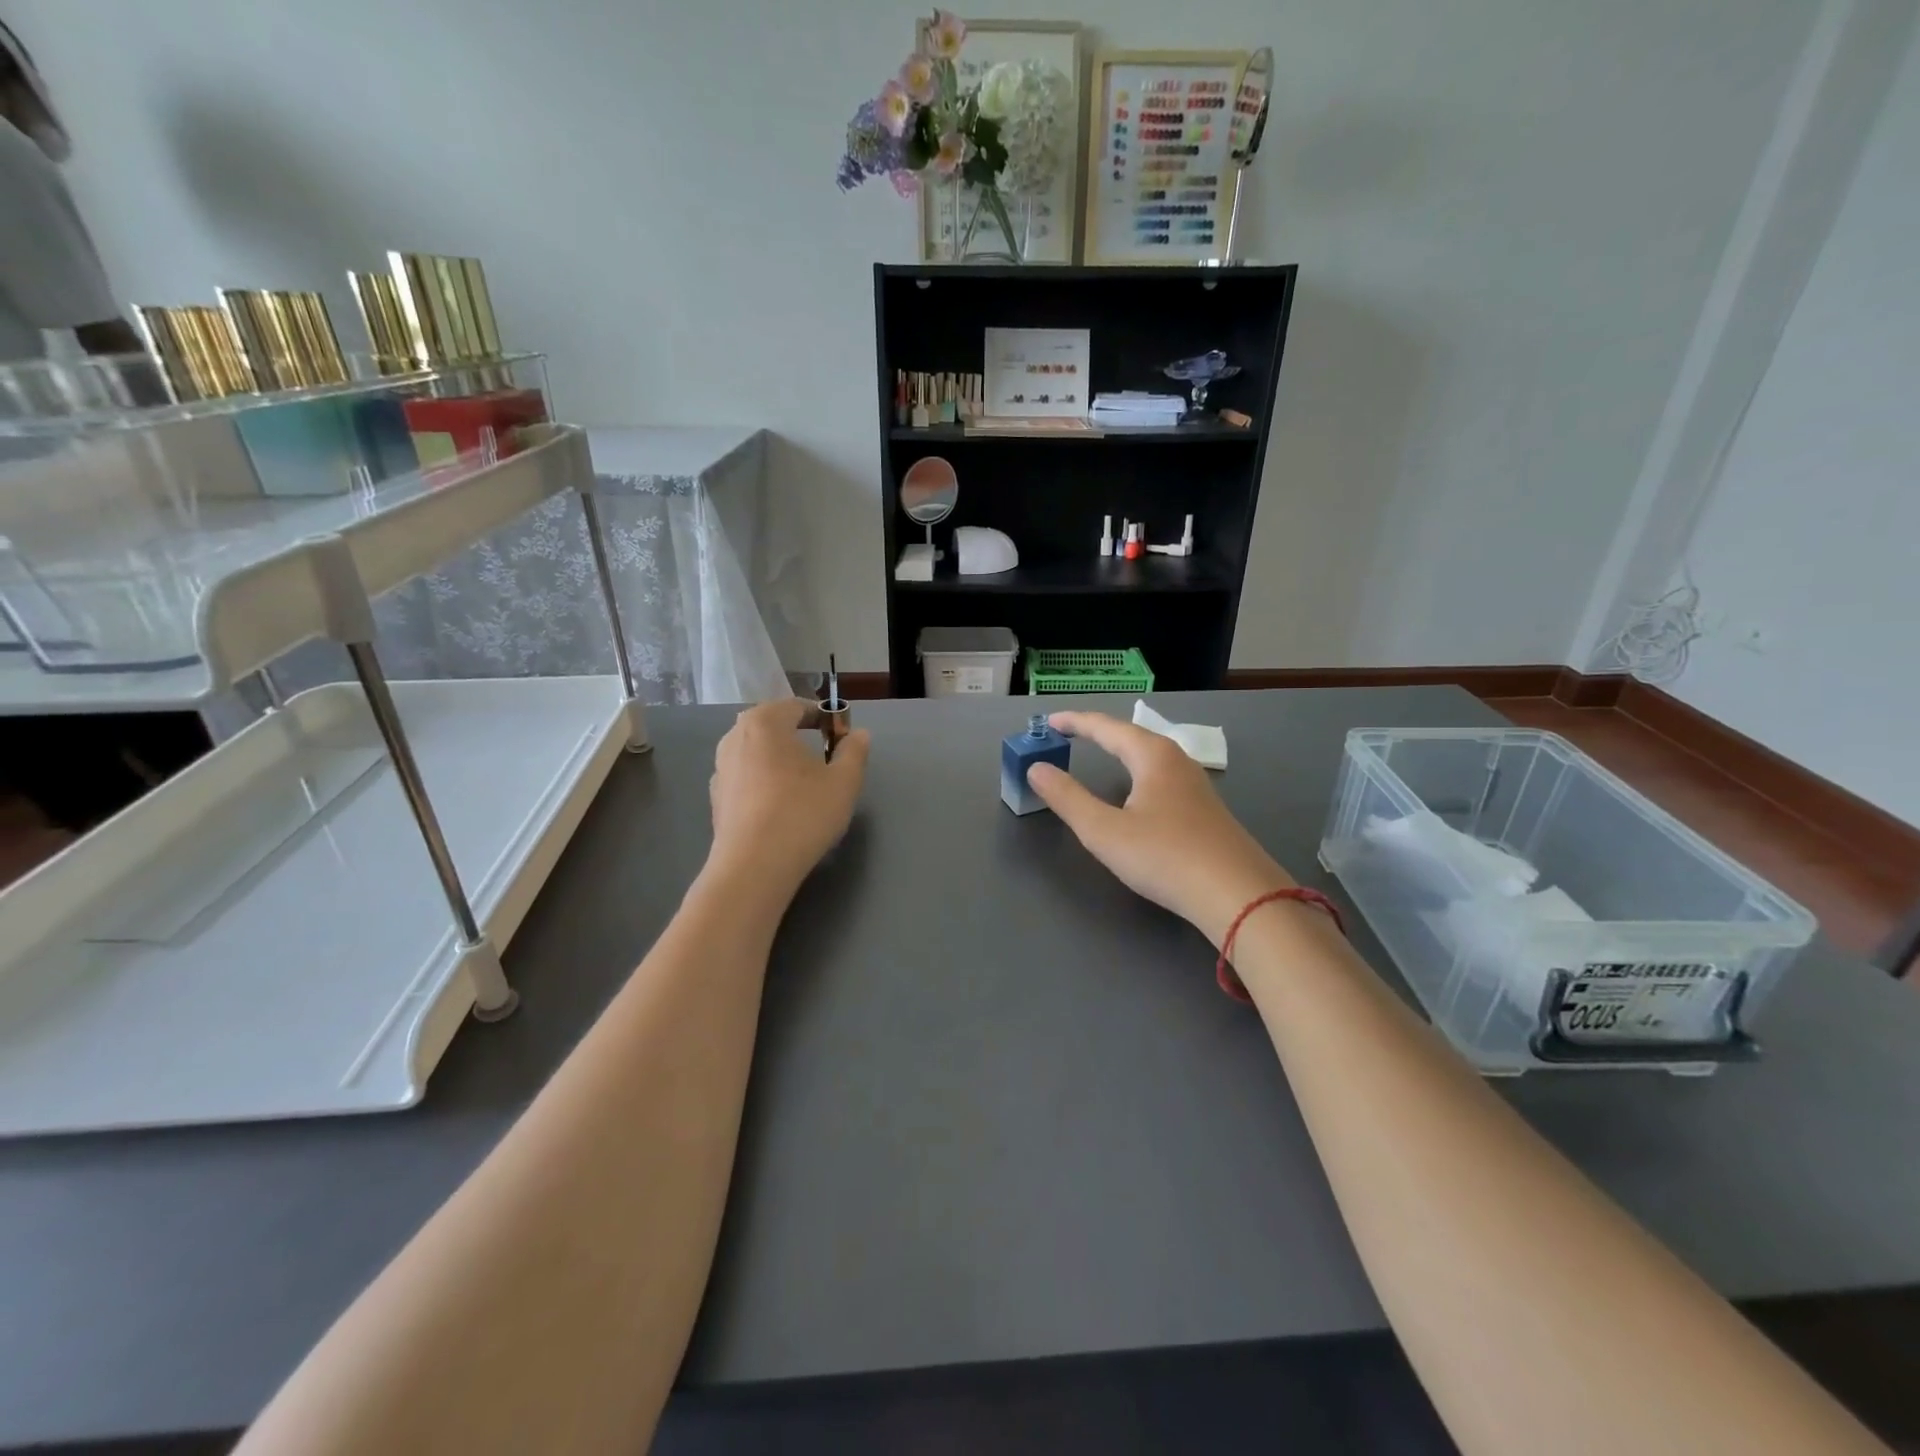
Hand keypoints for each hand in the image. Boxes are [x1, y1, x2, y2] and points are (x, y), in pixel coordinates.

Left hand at [708, 699, 869, 891]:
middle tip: (825, 759)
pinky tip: (781, 807)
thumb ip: (854, 752)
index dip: (824, 718)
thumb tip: (858, 735)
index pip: (797, 707)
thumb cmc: (803, 813)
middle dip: (799, 736)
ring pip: (757, 753)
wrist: (754, 867)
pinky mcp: (716, 799)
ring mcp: (720, 769)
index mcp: (764, 722)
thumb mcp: (844, 781)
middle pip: (773, 727)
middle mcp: (734, 738)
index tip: (842, 738)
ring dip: (780, 760)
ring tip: (804, 784)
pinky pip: (747, 778)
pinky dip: (765, 783)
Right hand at [1028, 711, 1292, 945]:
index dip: (1075, 722)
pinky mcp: (1205, 810)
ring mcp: (1196, 785)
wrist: (1239, 896)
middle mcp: (1177, 761)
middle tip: (1069, 734)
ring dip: (1121, 750)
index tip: (1049, 722)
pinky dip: (1137, 771)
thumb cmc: (1165, 857)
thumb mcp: (1104, 831)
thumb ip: (1068, 798)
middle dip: (1098, 733)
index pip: (1106, 727)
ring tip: (1100, 752)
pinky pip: (1161, 776)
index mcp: (1152, 756)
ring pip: (1150, 756)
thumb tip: (1037, 769)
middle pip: (1131, 736)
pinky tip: (1138, 791)